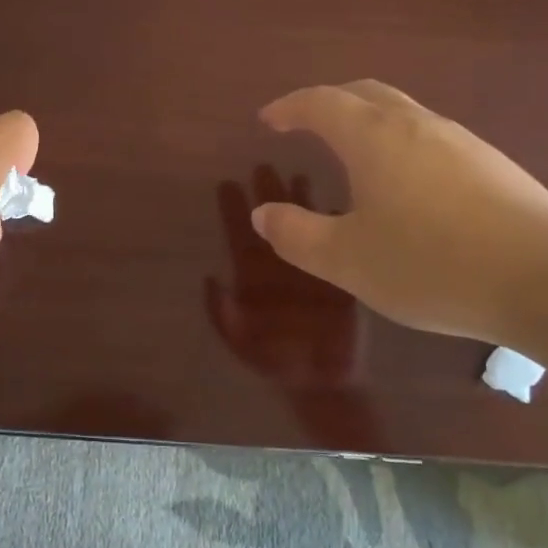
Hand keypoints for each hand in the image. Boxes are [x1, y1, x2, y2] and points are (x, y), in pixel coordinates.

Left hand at [205, 168, 362, 387]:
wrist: (323, 383)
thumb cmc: (277, 362)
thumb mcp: (241, 342)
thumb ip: (222, 314)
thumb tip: (209, 277)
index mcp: (252, 279)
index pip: (240, 237)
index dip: (232, 211)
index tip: (226, 183)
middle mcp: (280, 266)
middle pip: (270, 222)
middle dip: (265, 194)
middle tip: (262, 164)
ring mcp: (309, 267)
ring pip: (302, 225)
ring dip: (299, 201)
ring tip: (298, 173)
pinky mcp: (338, 274)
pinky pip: (335, 241)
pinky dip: (336, 222)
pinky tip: (337, 200)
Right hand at [251, 80, 547, 343]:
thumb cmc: (432, 264)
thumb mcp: (348, 260)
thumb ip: (298, 235)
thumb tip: (263, 214)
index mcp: (374, 137)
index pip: (321, 102)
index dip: (289, 106)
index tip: (269, 120)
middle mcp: (417, 124)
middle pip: (365, 94)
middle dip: (329, 102)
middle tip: (306, 124)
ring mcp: (461, 141)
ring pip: (403, 113)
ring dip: (369, 122)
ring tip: (354, 156)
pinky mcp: (494, 164)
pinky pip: (432, 138)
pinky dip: (402, 145)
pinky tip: (410, 187)